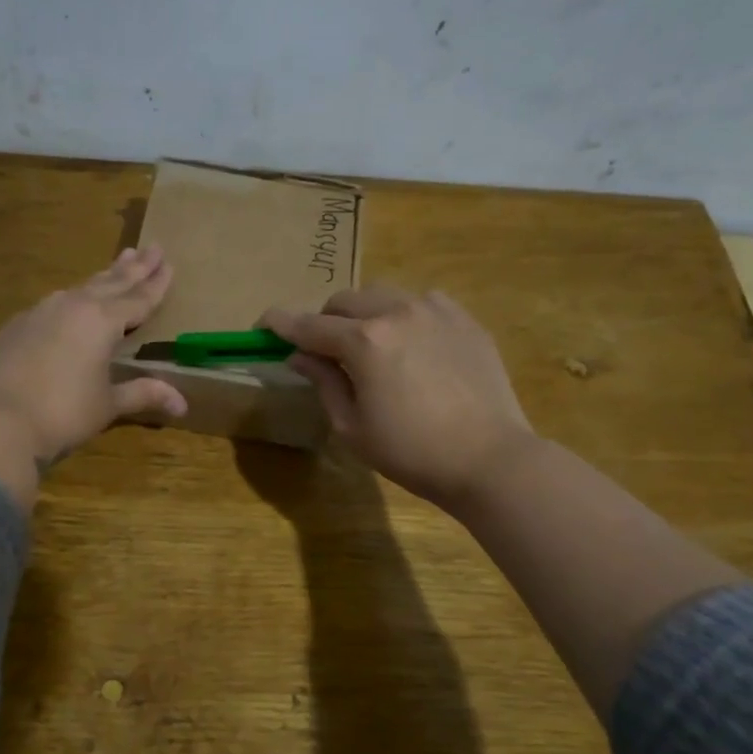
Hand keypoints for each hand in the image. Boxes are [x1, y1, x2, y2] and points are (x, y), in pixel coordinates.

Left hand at [0, 245, 187, 467]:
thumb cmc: (64, 413)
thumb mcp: (108, 404)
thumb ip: (143, 394)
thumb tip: (182, 404)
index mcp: (102, 321)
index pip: (138, 298)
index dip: (156, 283)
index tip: (169, 262)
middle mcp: (73, 306)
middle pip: (112, 282)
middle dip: (134, 267)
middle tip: (152, 247)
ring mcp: (41, 312)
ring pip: (81, 287)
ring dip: (103, 277)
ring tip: (118, 264)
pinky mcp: (17, 325)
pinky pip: (54, 304)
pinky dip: (72, 298)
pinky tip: (71, 300)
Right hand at [262, 285, 535, 511]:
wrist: (489, 459)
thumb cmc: (411, 452)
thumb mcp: (353, 426)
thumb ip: (323, 382)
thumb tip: (299, 356)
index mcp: (363, 342)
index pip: (308, 325)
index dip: (280, 324)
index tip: (262, 325)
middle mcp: (396, 312)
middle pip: (344, 300)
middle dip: (325, 320)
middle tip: (325, 350)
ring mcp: (435, 310)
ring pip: (383, 294)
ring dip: (365, 313)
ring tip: (371, 345)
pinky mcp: (464, 319)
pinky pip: (422, 301)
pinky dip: (404, 315)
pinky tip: (412, 344)